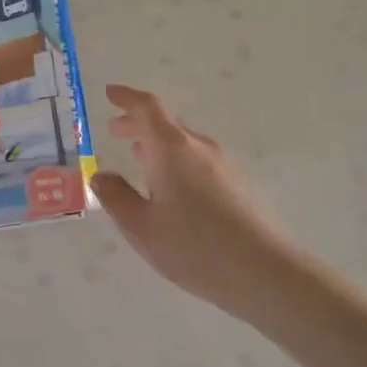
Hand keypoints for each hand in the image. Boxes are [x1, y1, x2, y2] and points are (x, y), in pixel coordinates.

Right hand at [91, 85, 298, 314]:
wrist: (265, 272)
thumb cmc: (194, 247)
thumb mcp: (141, 227)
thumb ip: (116, 197)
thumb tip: (101, 175)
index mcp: (171, 148)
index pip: (146, 107)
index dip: (126, 97)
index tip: (110, 93)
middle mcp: (198, 146)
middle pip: (165, 123)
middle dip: (137, 123)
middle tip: (115, 131)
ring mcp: (222, 163)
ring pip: (182, 143)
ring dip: (156, 144)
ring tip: (138, 158)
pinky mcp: (237, 183)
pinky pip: (197, 159)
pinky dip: (175, 161)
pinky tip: (170, 188)